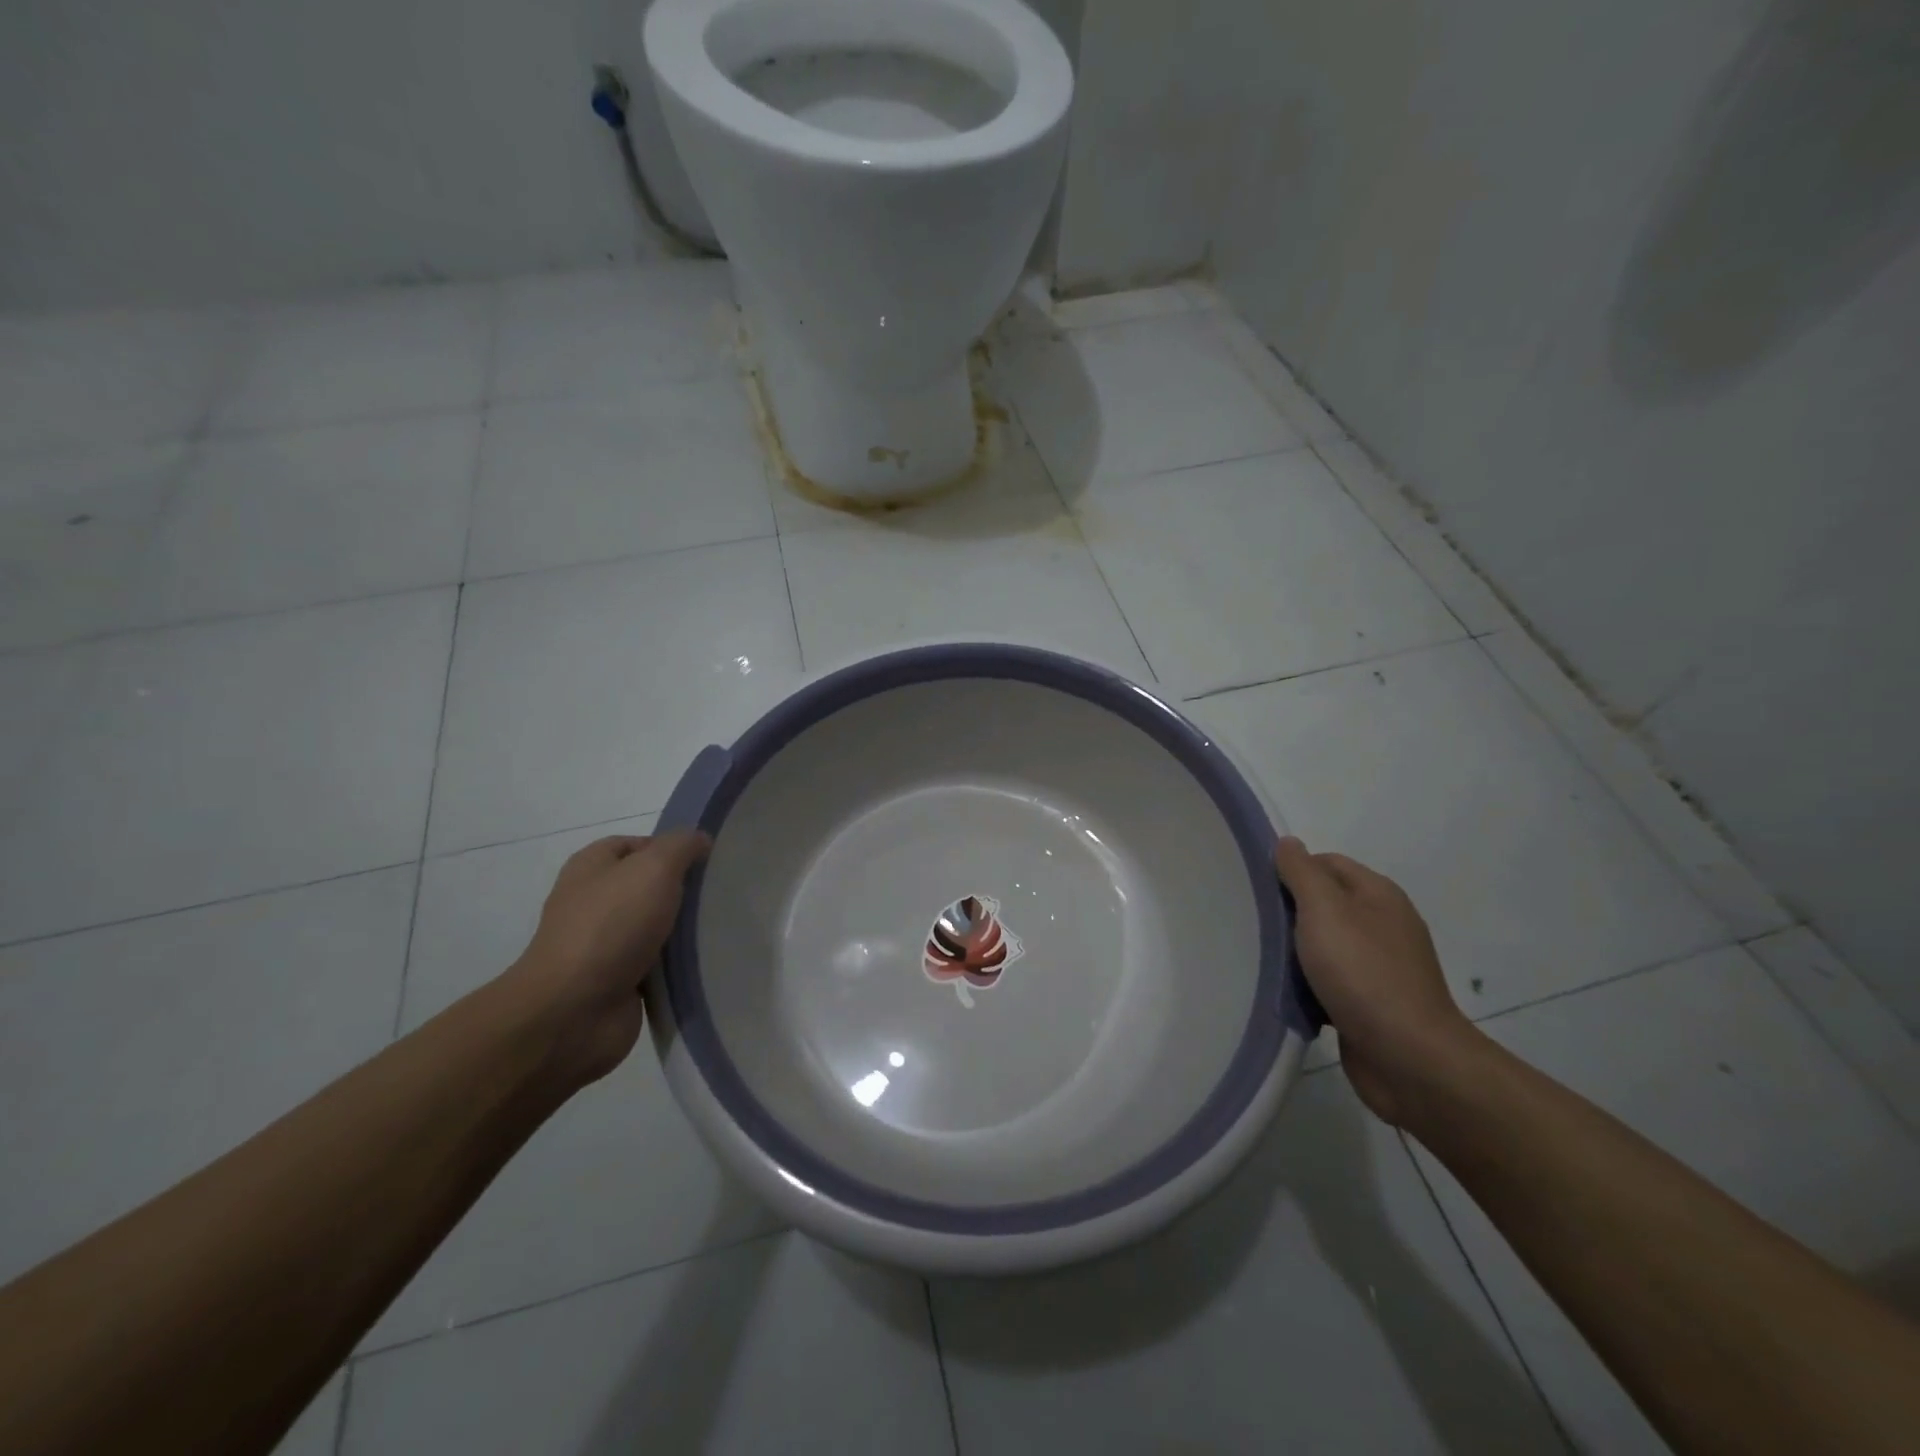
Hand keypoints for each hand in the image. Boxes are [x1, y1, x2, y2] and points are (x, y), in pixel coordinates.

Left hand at [505, 830, 711, 1088]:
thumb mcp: (654, 867)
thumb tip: (700, 840)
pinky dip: (678, 965)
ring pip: (655, 927)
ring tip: (721, 927)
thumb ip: (681, 846)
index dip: (671, 848)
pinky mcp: (617, 982)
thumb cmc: (611, 926)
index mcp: (591, 867)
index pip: (636, 845)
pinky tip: (705, 962)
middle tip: (720, 894)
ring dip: (684, 930)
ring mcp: (603, 945)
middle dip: (683, 890)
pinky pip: (657, 965)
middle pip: (648, 886)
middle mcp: (593, 902)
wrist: (572, 1011)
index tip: (707, 861)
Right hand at [1276, 836, 1477, 1125]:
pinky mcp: (1371, 1003)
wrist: (1410, 1059)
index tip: (1256, 888)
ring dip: (1294, 951)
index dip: (1291, 869)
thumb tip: (1288, 843)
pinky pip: (1329, 980)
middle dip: (1288, 911)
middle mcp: (1383, 924)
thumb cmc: (1364, 974)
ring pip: (1324, 944)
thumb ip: (1302, 873)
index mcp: (1378, 894)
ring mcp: (1380, 966)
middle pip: (1324, 903)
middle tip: (1251, 922)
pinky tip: (1285, 991)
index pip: (1326, 862)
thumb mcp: (1325, 910)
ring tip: (1260, 957)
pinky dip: (1307, 983)